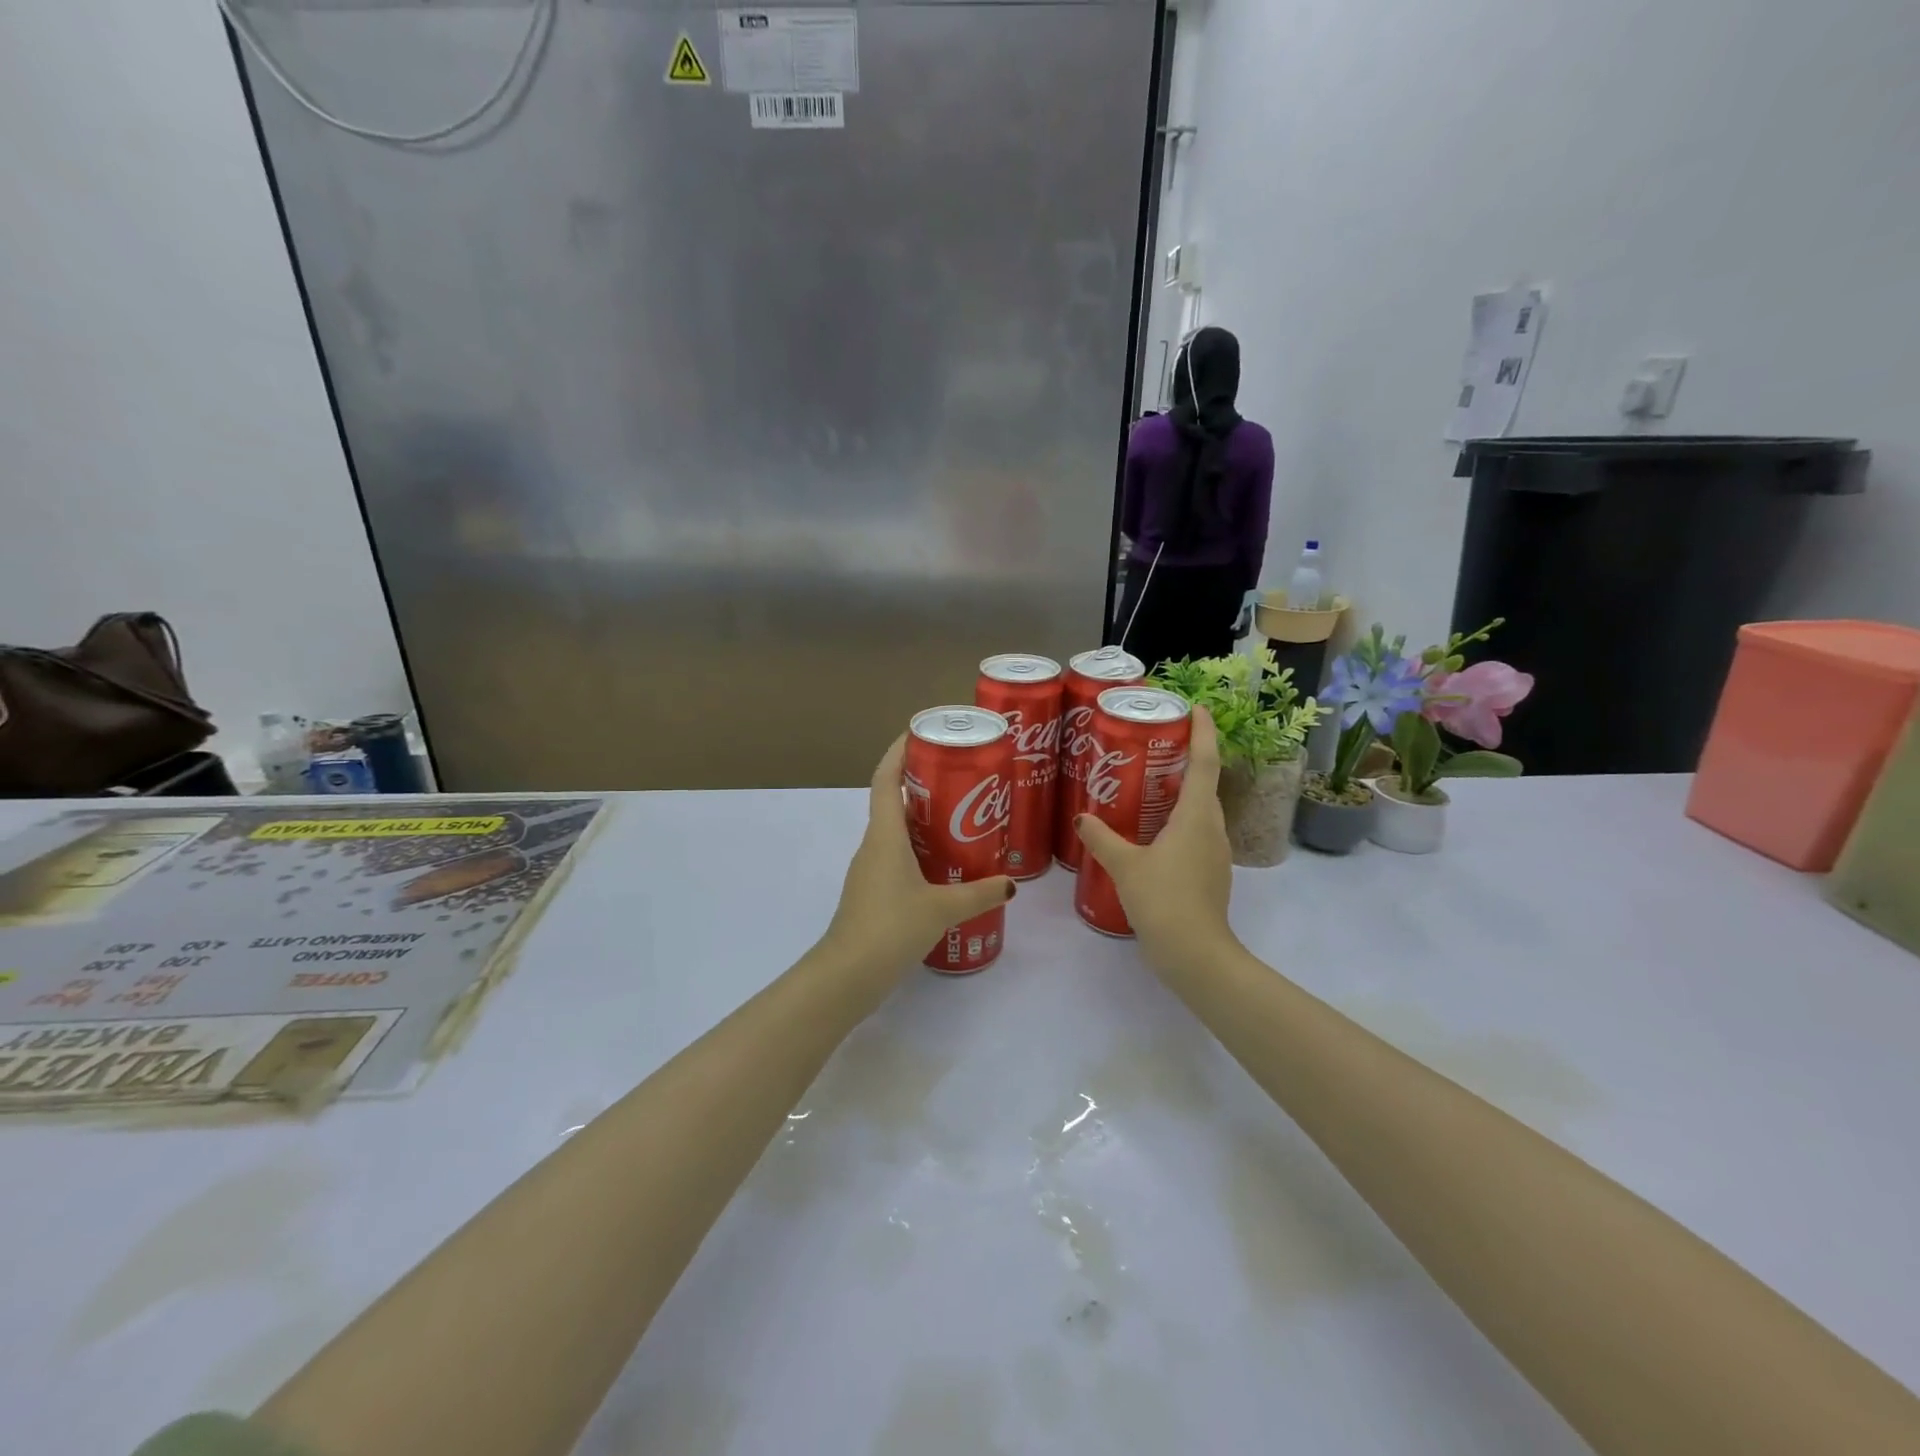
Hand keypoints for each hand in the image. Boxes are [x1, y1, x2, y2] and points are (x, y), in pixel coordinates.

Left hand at [821, 735, 1015, 977]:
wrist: (847, 975)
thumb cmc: (891, 928)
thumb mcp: (943, 908)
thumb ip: (979, 894)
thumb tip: (1011, 884)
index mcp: (885, 834)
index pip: (886, 778)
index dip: (899, 751)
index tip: (921, 733)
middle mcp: (873, 844)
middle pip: (895, 801)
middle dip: (925, 785)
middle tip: (962, 780)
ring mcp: (869, 869)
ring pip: (896, 831)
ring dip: (924, 821)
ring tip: (963, 820)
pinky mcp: (872, 892)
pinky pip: (897, 857)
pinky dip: (919, 851)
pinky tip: (946, 867)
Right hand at [1074, 704, 1237, 971]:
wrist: (1195, 954)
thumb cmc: (1163, 899)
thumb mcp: (1124, 865)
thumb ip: (1102, 838)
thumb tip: (1082, 817)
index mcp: (1196, 816)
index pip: (1206, 762)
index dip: (1203, 732)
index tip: (1197, 708)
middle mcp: (1212, 828)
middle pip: (1205, 783)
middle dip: (1187, 759)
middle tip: (1155, 746)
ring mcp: (1215, 853)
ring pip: (1200, 810)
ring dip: (1181, 793)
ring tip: (1148, 785)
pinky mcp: (1210, 873)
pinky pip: (1196, 833)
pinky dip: (1178, 821)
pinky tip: (1151, 832)